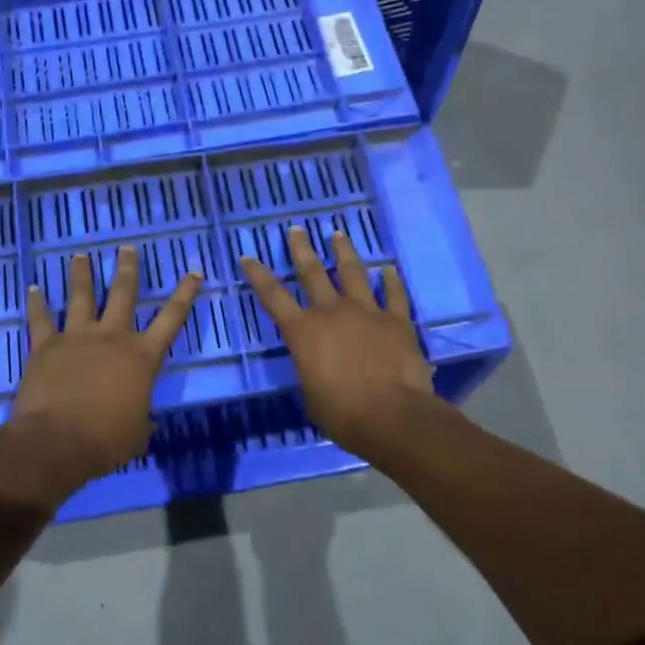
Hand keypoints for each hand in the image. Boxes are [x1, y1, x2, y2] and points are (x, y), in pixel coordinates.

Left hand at [7, 247, 203, 487]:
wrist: (57, 441)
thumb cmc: (105, 441)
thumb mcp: (137, 433)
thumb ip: (142, 418)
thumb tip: (144, 420)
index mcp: (142, 357)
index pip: (171, 318)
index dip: (185, 294)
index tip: (193, 272)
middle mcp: (112, 337)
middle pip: (124, 293)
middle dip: (128, 268)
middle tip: (127, 249)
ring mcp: (77, 337)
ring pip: (82, 296)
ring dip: (82, 274)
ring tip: (81, 256)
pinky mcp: (46, 345)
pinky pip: (40, 319)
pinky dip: (36, 303)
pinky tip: (33, 288)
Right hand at [240, 226, 439, 461]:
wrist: (391, 415)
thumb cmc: (342, 413)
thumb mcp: (311, 394)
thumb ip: (311, 371)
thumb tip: (317, 368)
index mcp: (303, 332)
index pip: (273, 297)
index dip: (258, 276)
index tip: (248, 257)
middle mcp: (332, 313)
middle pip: (313, 273)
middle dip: (302, 250)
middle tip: (296, 229)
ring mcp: (366, 312)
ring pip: (353, 273)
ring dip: (344, 252)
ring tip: (338, 235)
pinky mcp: (396, 321)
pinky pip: (394, 295)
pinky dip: (392, 281)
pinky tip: (390, 269)